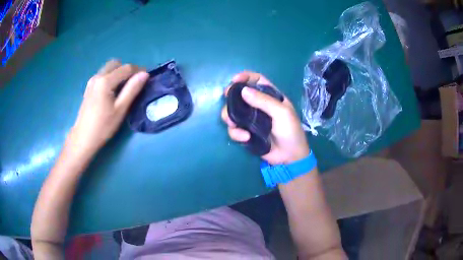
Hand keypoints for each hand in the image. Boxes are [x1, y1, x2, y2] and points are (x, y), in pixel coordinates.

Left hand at [68, 60, 148, 154]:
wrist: (83, 138)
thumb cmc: (103, 126)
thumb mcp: (120, 109)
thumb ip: (132, 89)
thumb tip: (145, 74)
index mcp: (105, 81)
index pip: (126, 68)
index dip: (139, 70)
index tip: (147, 78)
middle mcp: (98, 76)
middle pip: (116, 64)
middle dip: (127, 70)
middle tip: (133, 84)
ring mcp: (92, 81)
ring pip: (109, 68)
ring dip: (119, 73)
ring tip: (123, 89)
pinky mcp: (89, 87)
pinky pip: (103, 75)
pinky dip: (111, 77)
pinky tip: (112, 92)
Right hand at [221, 71, 309, 164]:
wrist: (290, 157)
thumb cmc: (290, 131)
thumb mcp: (282, 113)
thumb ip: (264, 101)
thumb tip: (243, 91)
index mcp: (271, 97)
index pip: (257, 80)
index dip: (245, 77)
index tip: (234, 80)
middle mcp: (259, 106)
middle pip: (240, 95)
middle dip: (231, 96)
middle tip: (226, 98)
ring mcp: (251, 120)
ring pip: (233, 112)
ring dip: (229, 116)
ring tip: (234, 124)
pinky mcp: (246, 133)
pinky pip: (235, 129)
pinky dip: (236, 133)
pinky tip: (246, 138)